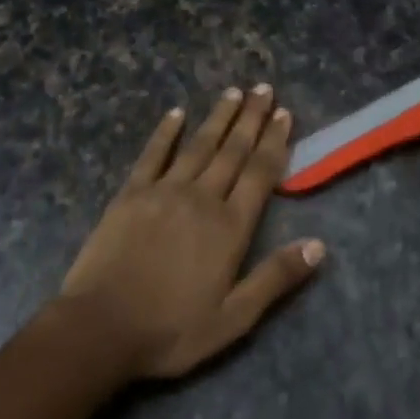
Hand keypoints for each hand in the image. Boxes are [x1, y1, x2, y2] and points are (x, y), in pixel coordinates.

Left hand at [58, 86, 325, 379]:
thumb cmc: (171, 330)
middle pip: (232, 151)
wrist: (100, 328)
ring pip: (199, 145)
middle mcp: (202, 198)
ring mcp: (164, 191)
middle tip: (263, 88)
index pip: (260, 174)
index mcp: (229, 227)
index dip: (274, 142)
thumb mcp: (234, 319)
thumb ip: (275, 278)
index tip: (283, 113)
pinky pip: (153, 154)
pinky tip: (176, 113)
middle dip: (251, 119)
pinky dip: (166, 132)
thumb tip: (319, 246)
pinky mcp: (131, 194)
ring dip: (218, 117)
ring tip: (233, 92)